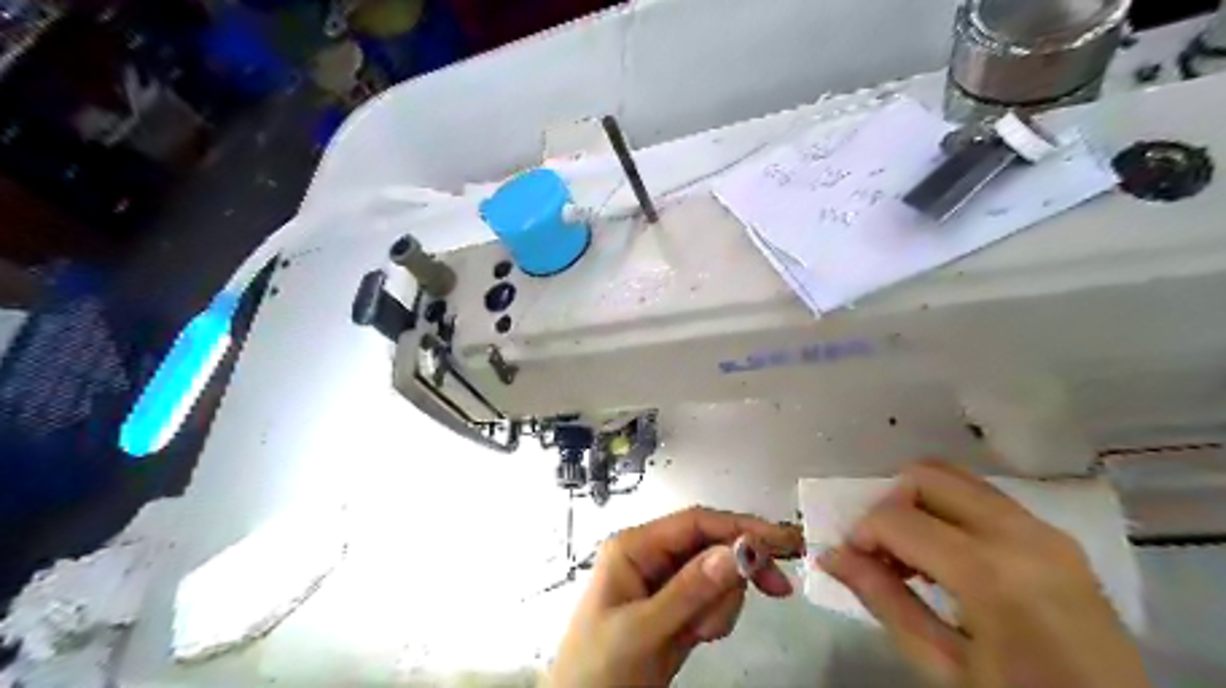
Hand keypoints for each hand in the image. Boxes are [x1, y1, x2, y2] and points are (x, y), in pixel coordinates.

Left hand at [548, 506, 806, 686]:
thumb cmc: (599, 667)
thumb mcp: (642, 630)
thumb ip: (690, 591)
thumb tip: (738, 552)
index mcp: (635, 547)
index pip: (695, 523)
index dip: (740, 527)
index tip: (781, 544)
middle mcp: (652, 556)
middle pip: (712, 545)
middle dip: (737, 572)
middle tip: (778, 589)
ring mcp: (666, 583)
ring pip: (717, 575)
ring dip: (722, 604)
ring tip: (699, 633)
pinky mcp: (677, 609)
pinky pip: (713, 600)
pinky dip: (717, 617)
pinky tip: (698, 637)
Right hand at [824, 460, 1150, 687]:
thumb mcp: (944, 666)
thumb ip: (885, 601)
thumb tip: (831, 556)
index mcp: (990, 572)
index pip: (898, 517)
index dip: (863, 531)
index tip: (853, 559)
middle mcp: (1020, 533)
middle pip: (927, 476)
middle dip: (890, 503)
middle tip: (882, 549)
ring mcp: (1045, 529)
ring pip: (957, 478)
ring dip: (919, 502)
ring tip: (913, 552)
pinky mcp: (1057, 535)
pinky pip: (986, 498)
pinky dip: (950, 510)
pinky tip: (948, 553)